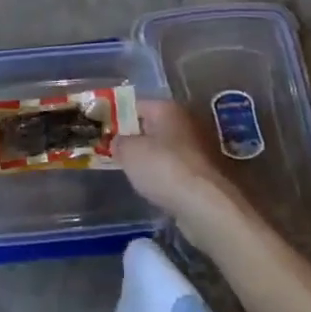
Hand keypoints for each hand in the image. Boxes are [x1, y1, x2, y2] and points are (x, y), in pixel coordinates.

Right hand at [117, 98, 243, 241]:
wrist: (206, 206)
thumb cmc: (163, 168)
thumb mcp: (128, 152)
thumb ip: (118, 142)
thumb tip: (117, 142)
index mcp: (168, 108)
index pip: (135, 105)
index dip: (117, 118)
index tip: (103, 133)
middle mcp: (186, 122)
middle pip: (152, 127)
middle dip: (135, 139)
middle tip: (115, 154)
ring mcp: (199, 149)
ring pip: (165, 150)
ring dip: (151, 159)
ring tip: (132, 174)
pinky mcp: (205, 174)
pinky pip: (177, 170)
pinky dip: (166, 177)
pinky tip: (154, 189)